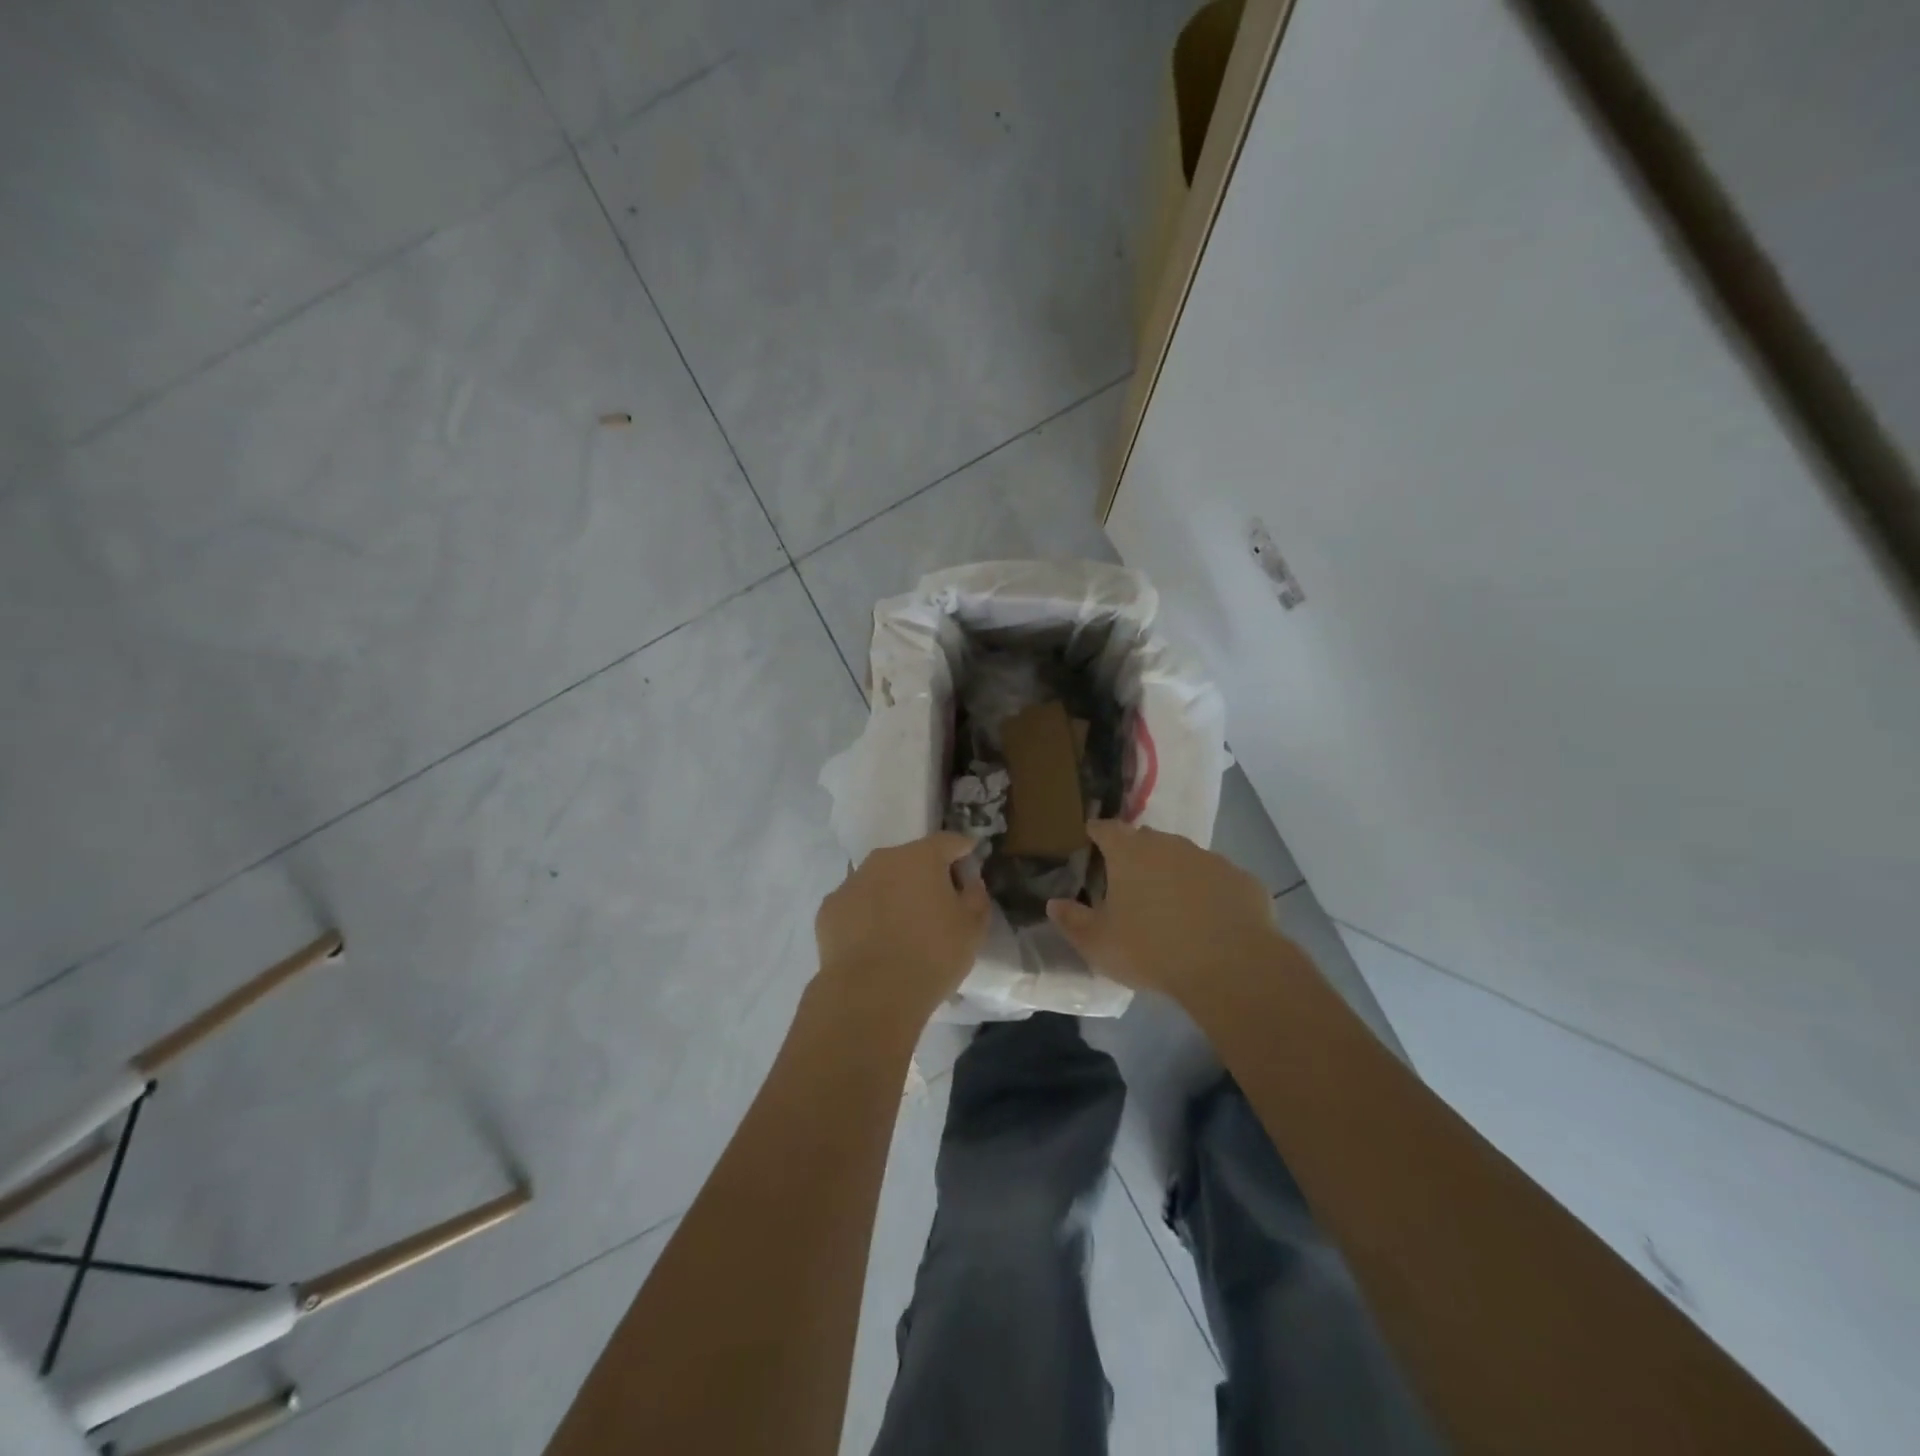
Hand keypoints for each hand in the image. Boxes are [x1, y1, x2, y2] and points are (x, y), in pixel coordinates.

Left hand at [814, 831, 989, 1023]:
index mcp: (921, 856)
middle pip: (911, 858)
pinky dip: (867, 915)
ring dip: (894, 893)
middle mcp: (883, 859)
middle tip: (936, 905)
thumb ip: (976, 895)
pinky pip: (857, 904)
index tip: (970, 867)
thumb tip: (968, 881)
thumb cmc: (932, 956)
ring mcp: (851, 882)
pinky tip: (874, 942)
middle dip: (926, 875)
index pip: (949, 842)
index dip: (963, 852)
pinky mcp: (828, 909)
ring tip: (902, 928)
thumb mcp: (973, 929)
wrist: (870, 995)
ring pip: (880, 880)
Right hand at [1046, 820, 1279, 1003]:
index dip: (1096, 833)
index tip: (1090, 841)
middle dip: (1136, 854)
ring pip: (1184, 858)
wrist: (1230, 966)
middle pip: (1146, 840)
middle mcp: (1170, 845)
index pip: (1105, 828)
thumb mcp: (1098, 944)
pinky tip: (1209, 921)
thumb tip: (1054, 903)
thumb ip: (1072, 920)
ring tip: (1170, 905)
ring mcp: (1210, 859)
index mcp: (1129, 852)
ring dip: (1174, 874)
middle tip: (1128, 882)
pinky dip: (1209, 894)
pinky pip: (1218, 882)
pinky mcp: (1243, 880)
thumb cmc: (1152, 949)